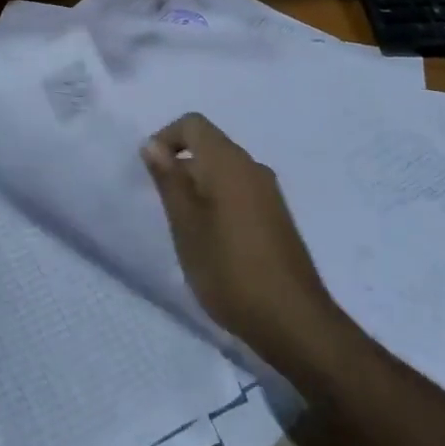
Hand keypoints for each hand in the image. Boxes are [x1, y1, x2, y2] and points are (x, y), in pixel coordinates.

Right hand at [141, 114, 339, 378]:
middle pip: (209, 146)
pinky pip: (239, 192)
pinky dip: (217, 203)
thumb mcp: (186, 225)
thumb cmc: (229, 269)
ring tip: (184, 229)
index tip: (151, 173)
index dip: (166, 138)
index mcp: (229, 163)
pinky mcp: (277, 217)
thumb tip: (152, 144)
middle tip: (163, 208)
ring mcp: (269, 193)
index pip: (193, 124)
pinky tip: (211, 242)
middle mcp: (253, 168)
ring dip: (198, 188)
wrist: (293, 321)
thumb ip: (169, 180)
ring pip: (223, 172)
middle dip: (180, 166)